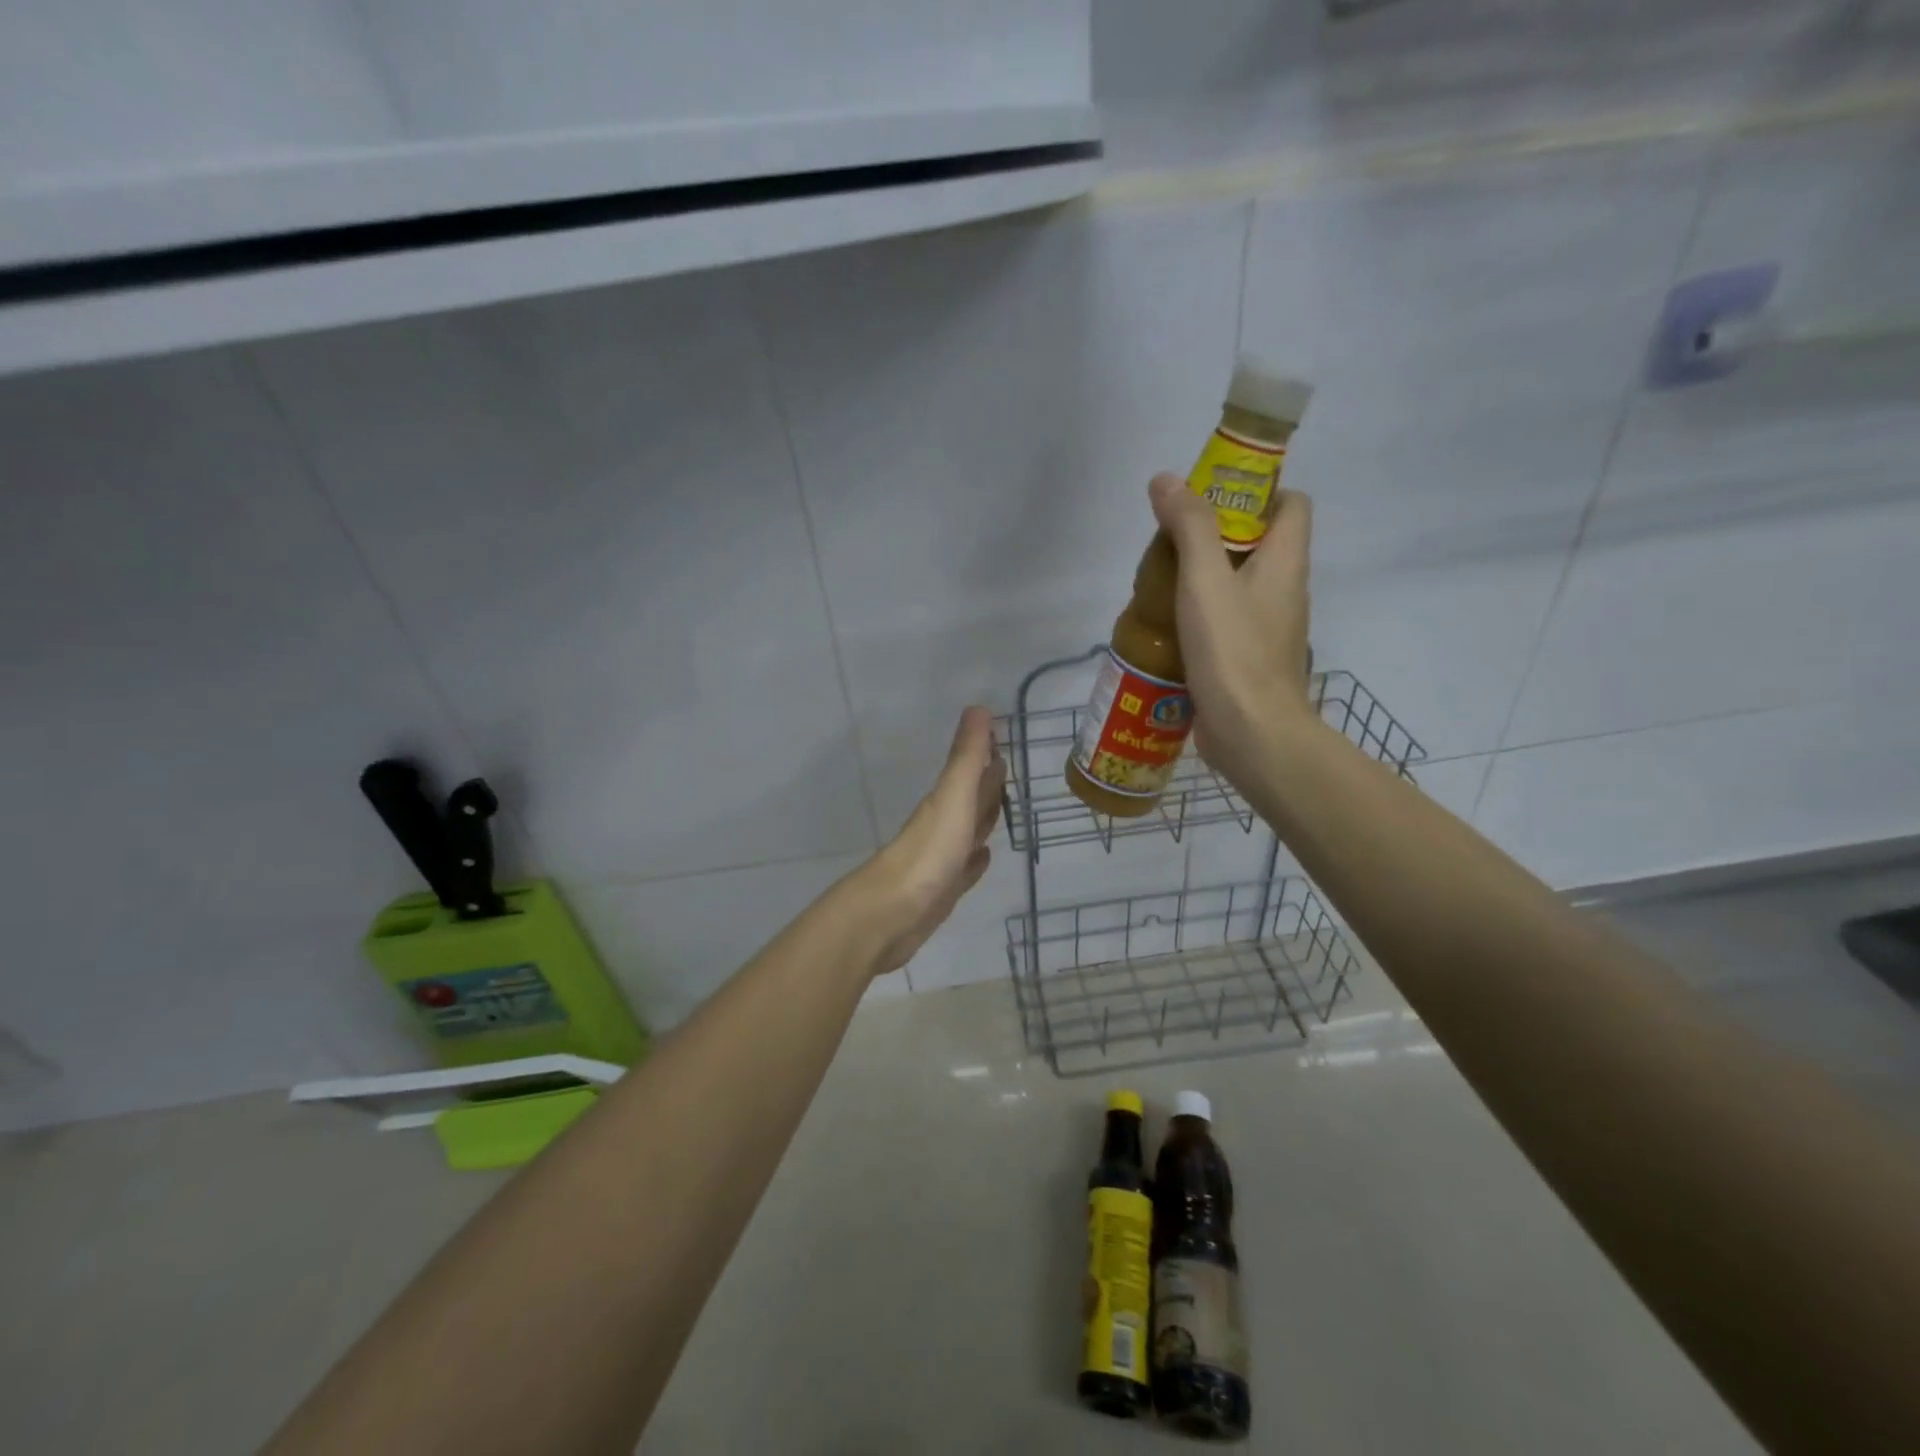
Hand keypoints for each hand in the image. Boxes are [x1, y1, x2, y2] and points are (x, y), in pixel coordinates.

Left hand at [856, 706, 1004, 972]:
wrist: (893, 913)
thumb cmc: (929, 852)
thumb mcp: (953, 797)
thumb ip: (967, 757)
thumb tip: (979, 707)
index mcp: (947, 801)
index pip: (971, 770)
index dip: (985, 752)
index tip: (1002, 735)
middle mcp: (944, 825)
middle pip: (971, 799)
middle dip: (988, 784)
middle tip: (1008, 769)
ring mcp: (943, 858)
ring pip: (969, 831)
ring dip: (984, 818)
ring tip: (1003, 807)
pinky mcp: (944, 889)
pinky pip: (965, 868)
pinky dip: (976, 860)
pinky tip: (984, 857)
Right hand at [1148, 472, 1314, 785]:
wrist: (1251, 733)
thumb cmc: (1232, 650)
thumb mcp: (1205, 580)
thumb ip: (1189, 527)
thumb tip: (1166, 479)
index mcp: (1286, 561)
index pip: (1291, 504)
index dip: (1257, 492)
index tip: (1211, 500)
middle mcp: (1285, 590)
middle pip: (1259, 543)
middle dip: (1215, 535)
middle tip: (1169, 542)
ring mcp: (1268, 628)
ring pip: (1239, 584)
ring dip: (1203, 577)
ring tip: (1158, 582)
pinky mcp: (1248, 658)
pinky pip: (1227, 621)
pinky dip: (1200, 615)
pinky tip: (1166, 625)